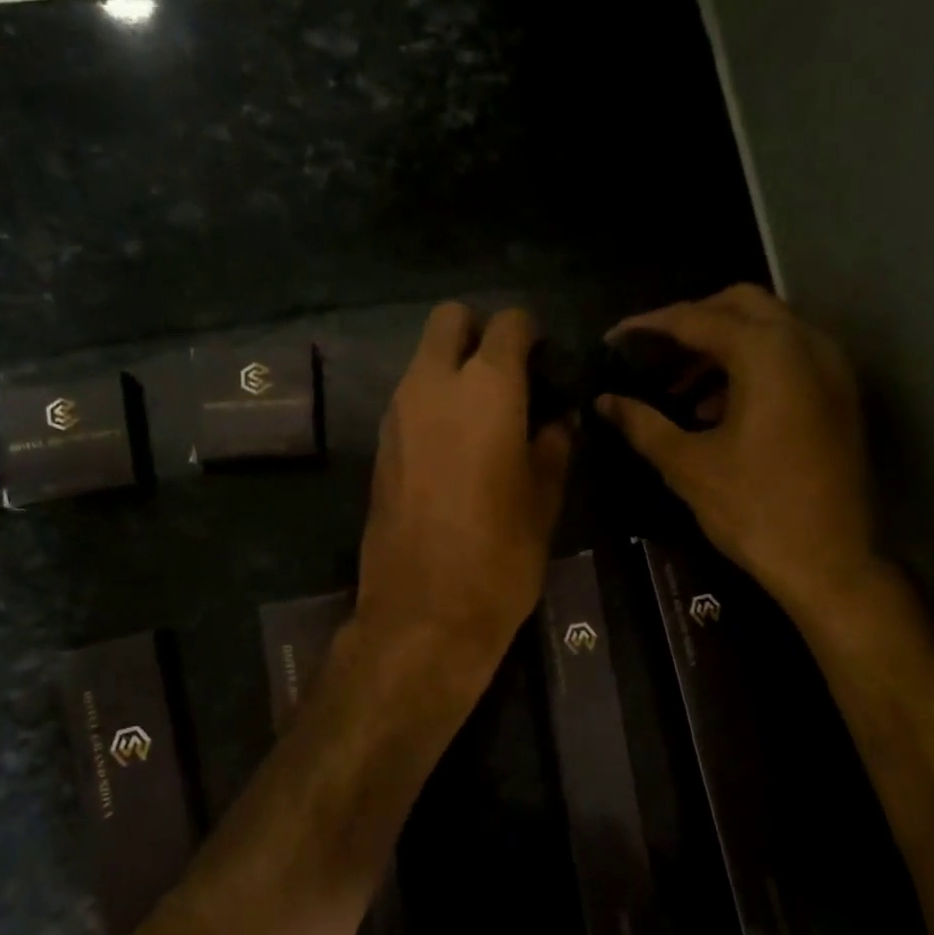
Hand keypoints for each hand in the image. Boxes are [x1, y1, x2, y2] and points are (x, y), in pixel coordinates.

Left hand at [355, 303, 571, 688]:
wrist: (423, 614)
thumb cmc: (500, 555)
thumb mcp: (545, 499)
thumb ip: (552, 445)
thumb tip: (554, 420)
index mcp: (486, 389)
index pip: (509, 323)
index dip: (532, 335)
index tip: (548, 368)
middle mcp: (432, 385)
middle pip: (450, 320)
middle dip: (481, 333)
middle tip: (510, 378)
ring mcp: (397, 413)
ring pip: (424, 359)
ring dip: (454, 369)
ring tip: (486, 417)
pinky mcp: (379, 444)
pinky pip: (409, 398)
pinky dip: (433, 402)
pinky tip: (456, 446)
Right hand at [596, 284, 877, 613]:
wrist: (830, 562)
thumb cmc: (754, 510)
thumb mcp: (687, 465)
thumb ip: (642, 423)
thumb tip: (604, 402)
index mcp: (767, 354)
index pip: (696, 319)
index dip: (649, 326)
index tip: (613, 338)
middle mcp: (805, 344)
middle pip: (740, 304)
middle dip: (691, 322)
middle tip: (652, 353)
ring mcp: (830, 368)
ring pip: (768, 329)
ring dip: (721, 346)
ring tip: (679, 388)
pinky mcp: (838, 395)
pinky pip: (788, 357)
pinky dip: (750, 366)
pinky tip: (717, 408)